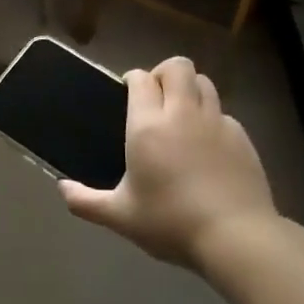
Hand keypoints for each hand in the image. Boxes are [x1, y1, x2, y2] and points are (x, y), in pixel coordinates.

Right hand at [59, 57, 277, 270]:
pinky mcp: (242, 137)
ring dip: (190, 89)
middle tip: (154, 99)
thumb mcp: (120, 217)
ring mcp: (217, 122)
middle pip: (177, 67)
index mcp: (148, 126)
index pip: (140, 78)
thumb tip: (61, 189)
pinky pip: (223, 112)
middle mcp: (183, 113)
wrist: (236, 237)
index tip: (126, 92)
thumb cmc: (171, 222)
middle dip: (163, 73)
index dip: (132, 79)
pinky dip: (211, 118)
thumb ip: (86, 201)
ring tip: (181, 114)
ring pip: (204, 83)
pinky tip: (206, 145)